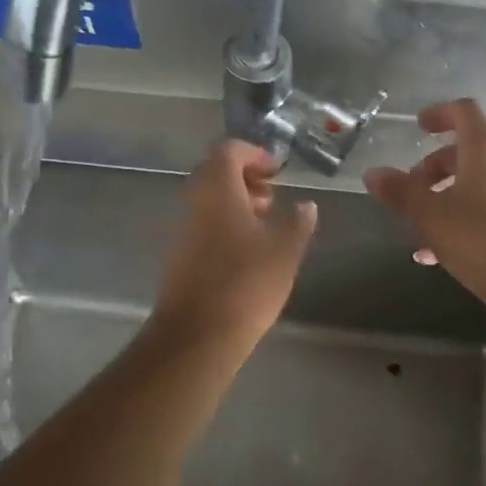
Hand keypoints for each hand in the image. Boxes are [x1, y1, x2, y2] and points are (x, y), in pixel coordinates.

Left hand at [154, 139, 317, 348]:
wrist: (197, 335)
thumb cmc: (246, 284)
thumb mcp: (285, 251)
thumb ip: (298, 222)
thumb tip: (306, 205)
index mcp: (217, 190)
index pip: (229, 150)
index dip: (255, 154)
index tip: (278, 171)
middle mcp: (194, 202)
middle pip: (215, 173)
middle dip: (246, 177)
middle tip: (272, 196)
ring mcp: (182, 229)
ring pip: (208, 199)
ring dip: (235, 201)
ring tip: (265, 223)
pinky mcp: (178, 255)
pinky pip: (202, 223)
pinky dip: (224, 222)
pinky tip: (247, 250)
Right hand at [364, 100, 485, 301]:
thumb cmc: (480, 239)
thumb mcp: (429, 215)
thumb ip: (400, 191)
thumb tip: (373, 173)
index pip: (464, 112)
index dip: (440, 113)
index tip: (418, 127)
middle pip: (468, 152)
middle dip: (435, 168)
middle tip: (410, 190)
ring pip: (478, 184)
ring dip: (446, 199)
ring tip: (420, 230)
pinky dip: (464, 220)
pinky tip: (440, 255)